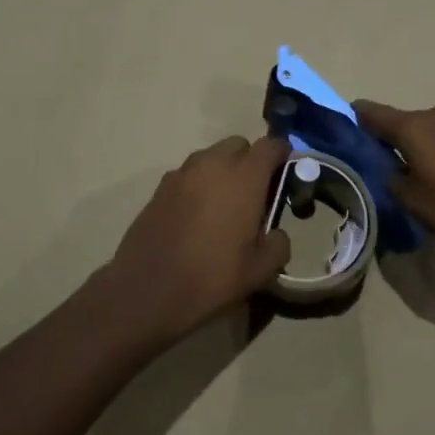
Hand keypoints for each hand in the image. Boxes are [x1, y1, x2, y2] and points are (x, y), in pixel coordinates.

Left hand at [104, 135, 291, 343]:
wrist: (147, 290)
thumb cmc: (212, 277)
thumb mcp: (261, 269)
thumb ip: (278, 243)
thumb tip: (274, 233)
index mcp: (244, 177)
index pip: (271, 145)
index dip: (282, 155)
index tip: (287, 174)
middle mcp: (212, 164)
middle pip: (239, 145)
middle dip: (251, 161)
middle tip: (256, 193)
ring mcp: (182, 173)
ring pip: (211, 158)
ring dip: (223, 171)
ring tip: (225, 206)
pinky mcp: (160, 187)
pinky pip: (189, 174)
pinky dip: (200, 185)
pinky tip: (198, 216)